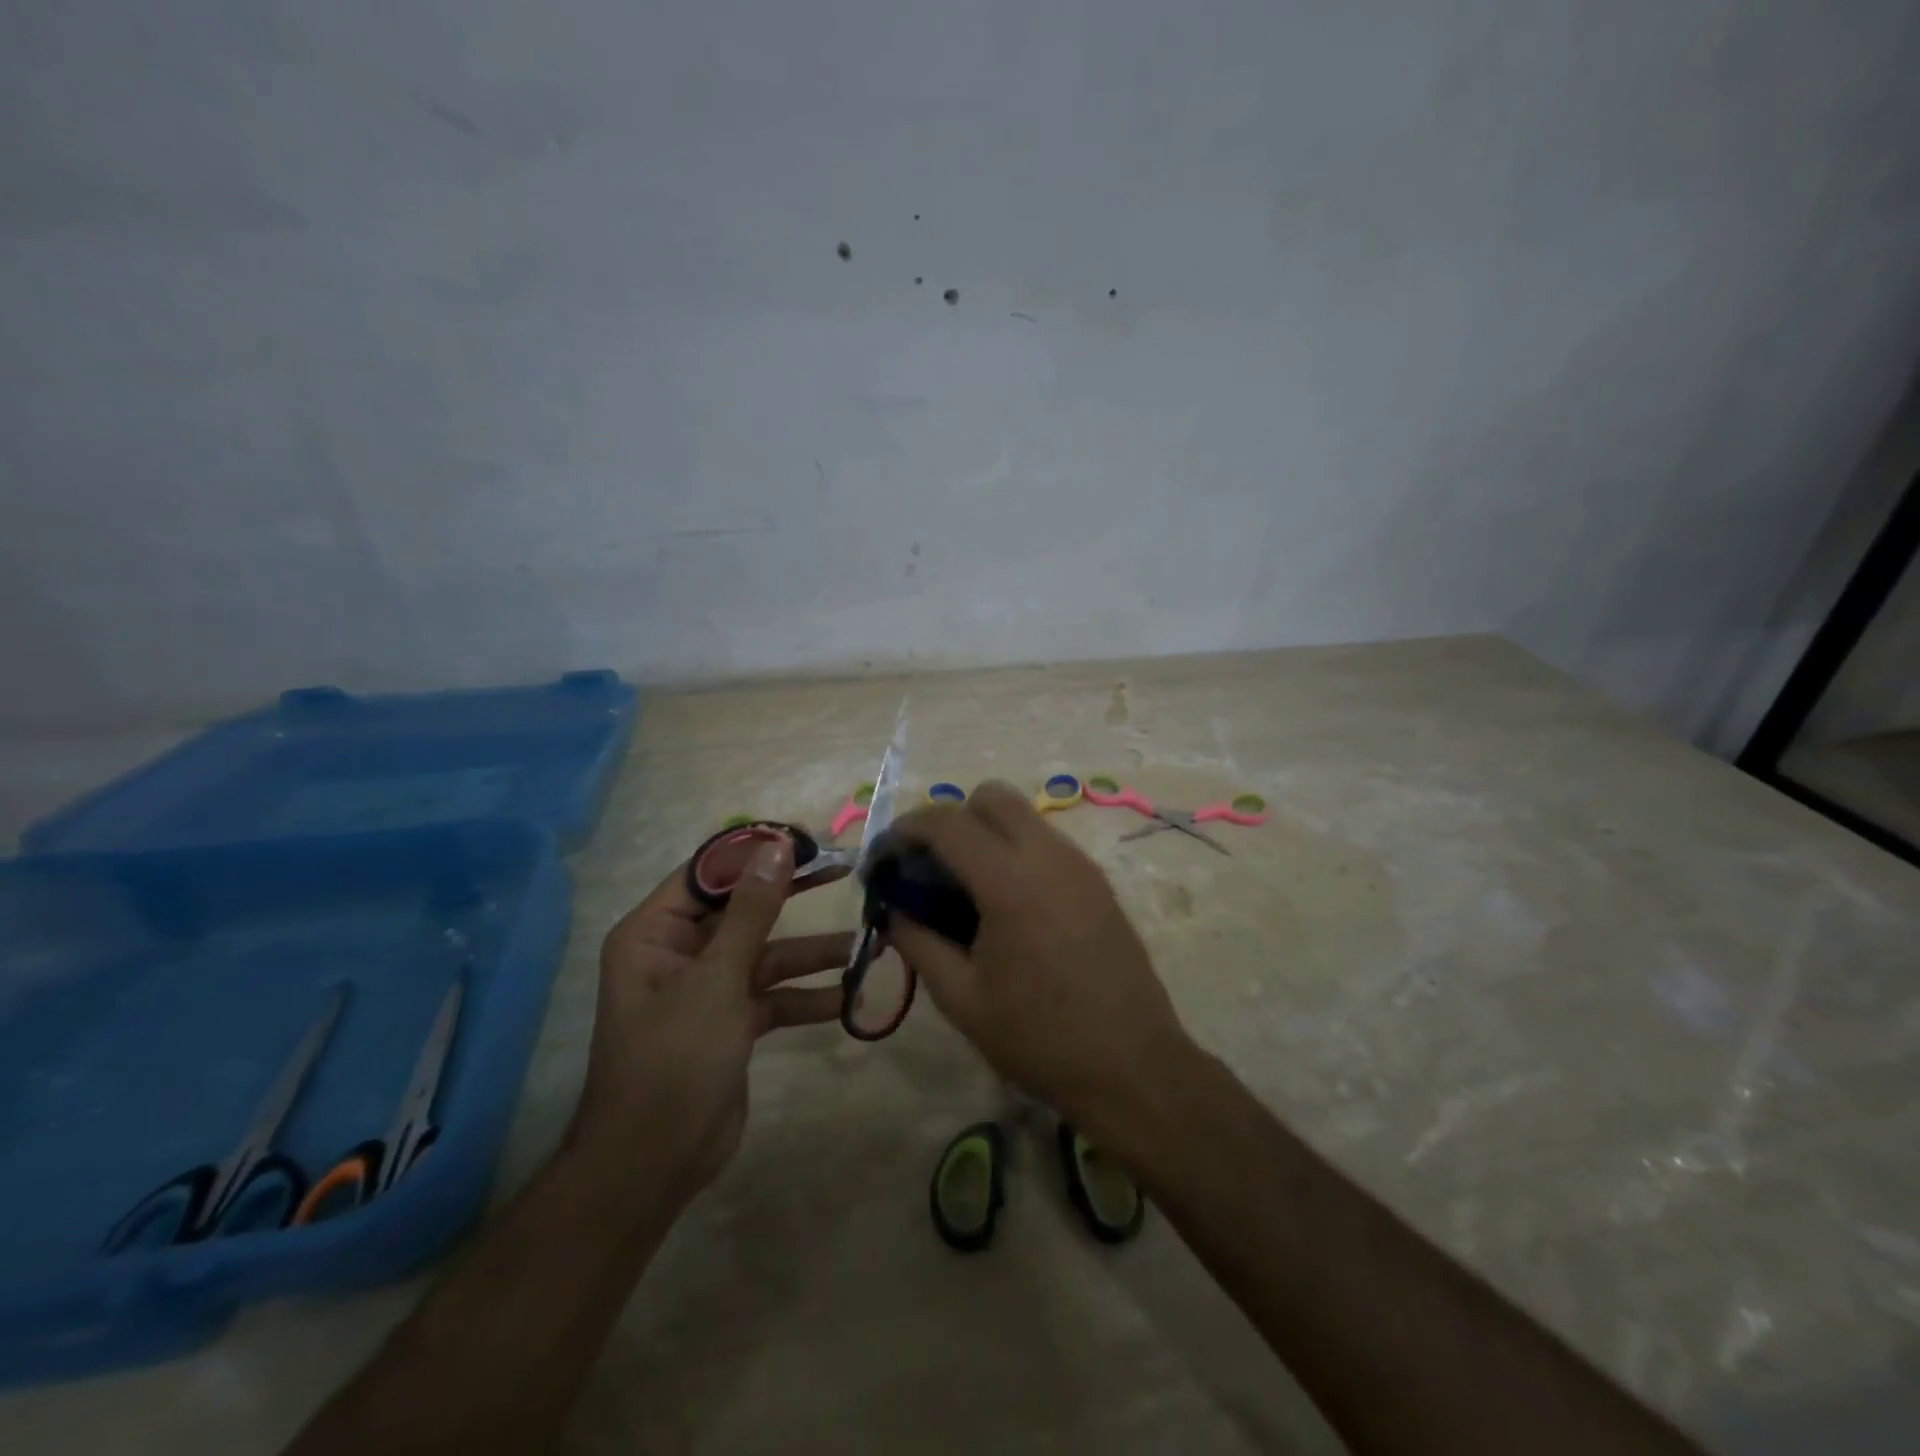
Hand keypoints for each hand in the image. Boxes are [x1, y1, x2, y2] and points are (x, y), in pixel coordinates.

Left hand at [575, 837, 850, 1200]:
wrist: (654, 1164)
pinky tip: (848, 997)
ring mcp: (708, 989)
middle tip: (842, 871)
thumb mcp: (717, 978)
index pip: (708, 873)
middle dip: (792, 896)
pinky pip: (774, 996)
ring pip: (766, 955)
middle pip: (744, 910)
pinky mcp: (732, 1023)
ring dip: (811, 953)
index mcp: (655, 932)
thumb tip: (777, 847)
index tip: (806, 840)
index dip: (755, 853)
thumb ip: (751, 911)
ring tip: (864, 942)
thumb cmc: (673, 1058)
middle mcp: (679, 953)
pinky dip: (806, 997)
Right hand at [884, 782, 1192, 1137]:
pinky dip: (1014, 849)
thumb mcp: (961, 998)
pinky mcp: (1097, 880)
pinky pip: (1045, 840)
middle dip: (949, 819)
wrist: (1132, 1066)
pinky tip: (1005, 902)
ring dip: (984, 831)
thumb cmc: (1039, 1038)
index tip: (883, 861)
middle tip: (928, 867)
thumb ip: (918, 942)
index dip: (904, 831)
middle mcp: (1048, 855)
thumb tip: (893, 909)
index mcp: (1010, 881)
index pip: (946, 822)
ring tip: (964, 886)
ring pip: (1021, 815)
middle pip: (989, 797)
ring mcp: (1079, 864)